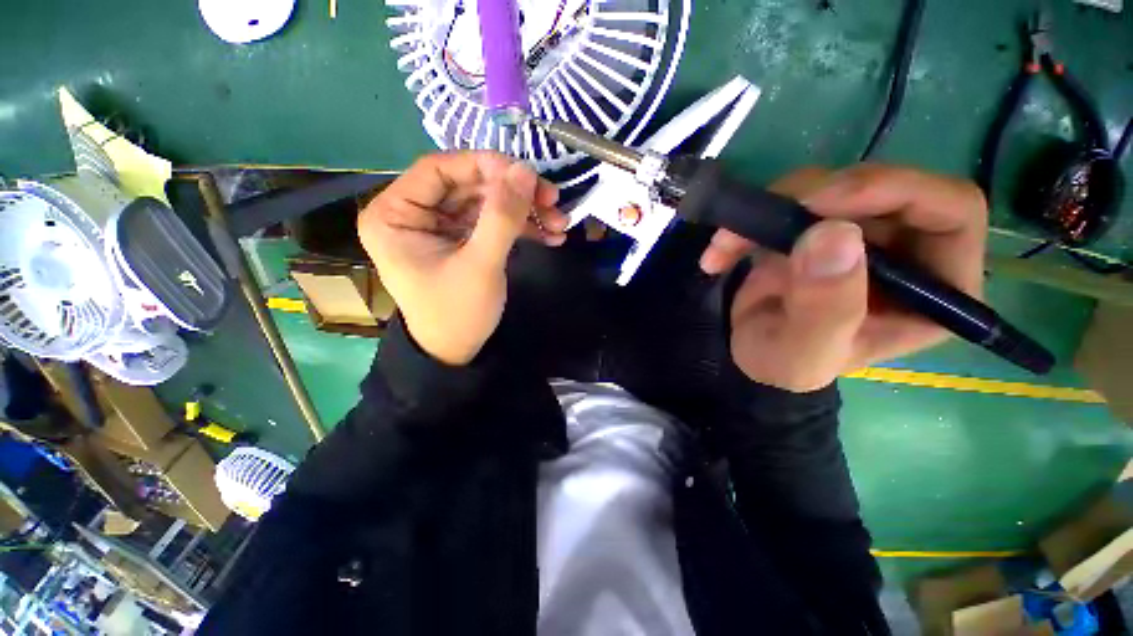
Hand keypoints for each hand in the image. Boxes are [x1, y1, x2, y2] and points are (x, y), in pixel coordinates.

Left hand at [358, 151, 566, 364]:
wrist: (457, 352)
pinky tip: (550, 236)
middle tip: (553, 201)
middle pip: (468, 185)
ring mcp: (439, 226)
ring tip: (559, 223)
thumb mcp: (481, 265)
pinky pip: (491, 222)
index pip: (439, 169)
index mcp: (395, 214)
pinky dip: (521, 227)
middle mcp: (413, 213)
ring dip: (524, 211)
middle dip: (514, 193)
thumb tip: (524, 170)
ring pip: (485, 202)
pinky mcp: (461, 240)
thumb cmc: (458, 313)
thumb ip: (502, 216)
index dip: (485, 165)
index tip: (527, 174)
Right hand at [699, 164, 987, 391]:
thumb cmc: (787, 365)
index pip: (951, 211)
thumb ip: (826, 308)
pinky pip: (788, 202)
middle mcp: (906, 250)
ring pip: (830, 186)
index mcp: (934, 289)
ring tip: (727, 245)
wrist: (753, 355)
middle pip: (884, 187)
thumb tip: (834, 234)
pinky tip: (721, 253)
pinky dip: (748, 222)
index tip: (822, 203)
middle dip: (818, 196)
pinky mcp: (817, 227)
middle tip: (766, 217)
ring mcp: (859, 233)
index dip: (895, 191)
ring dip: (771, 209)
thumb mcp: (804, 353)